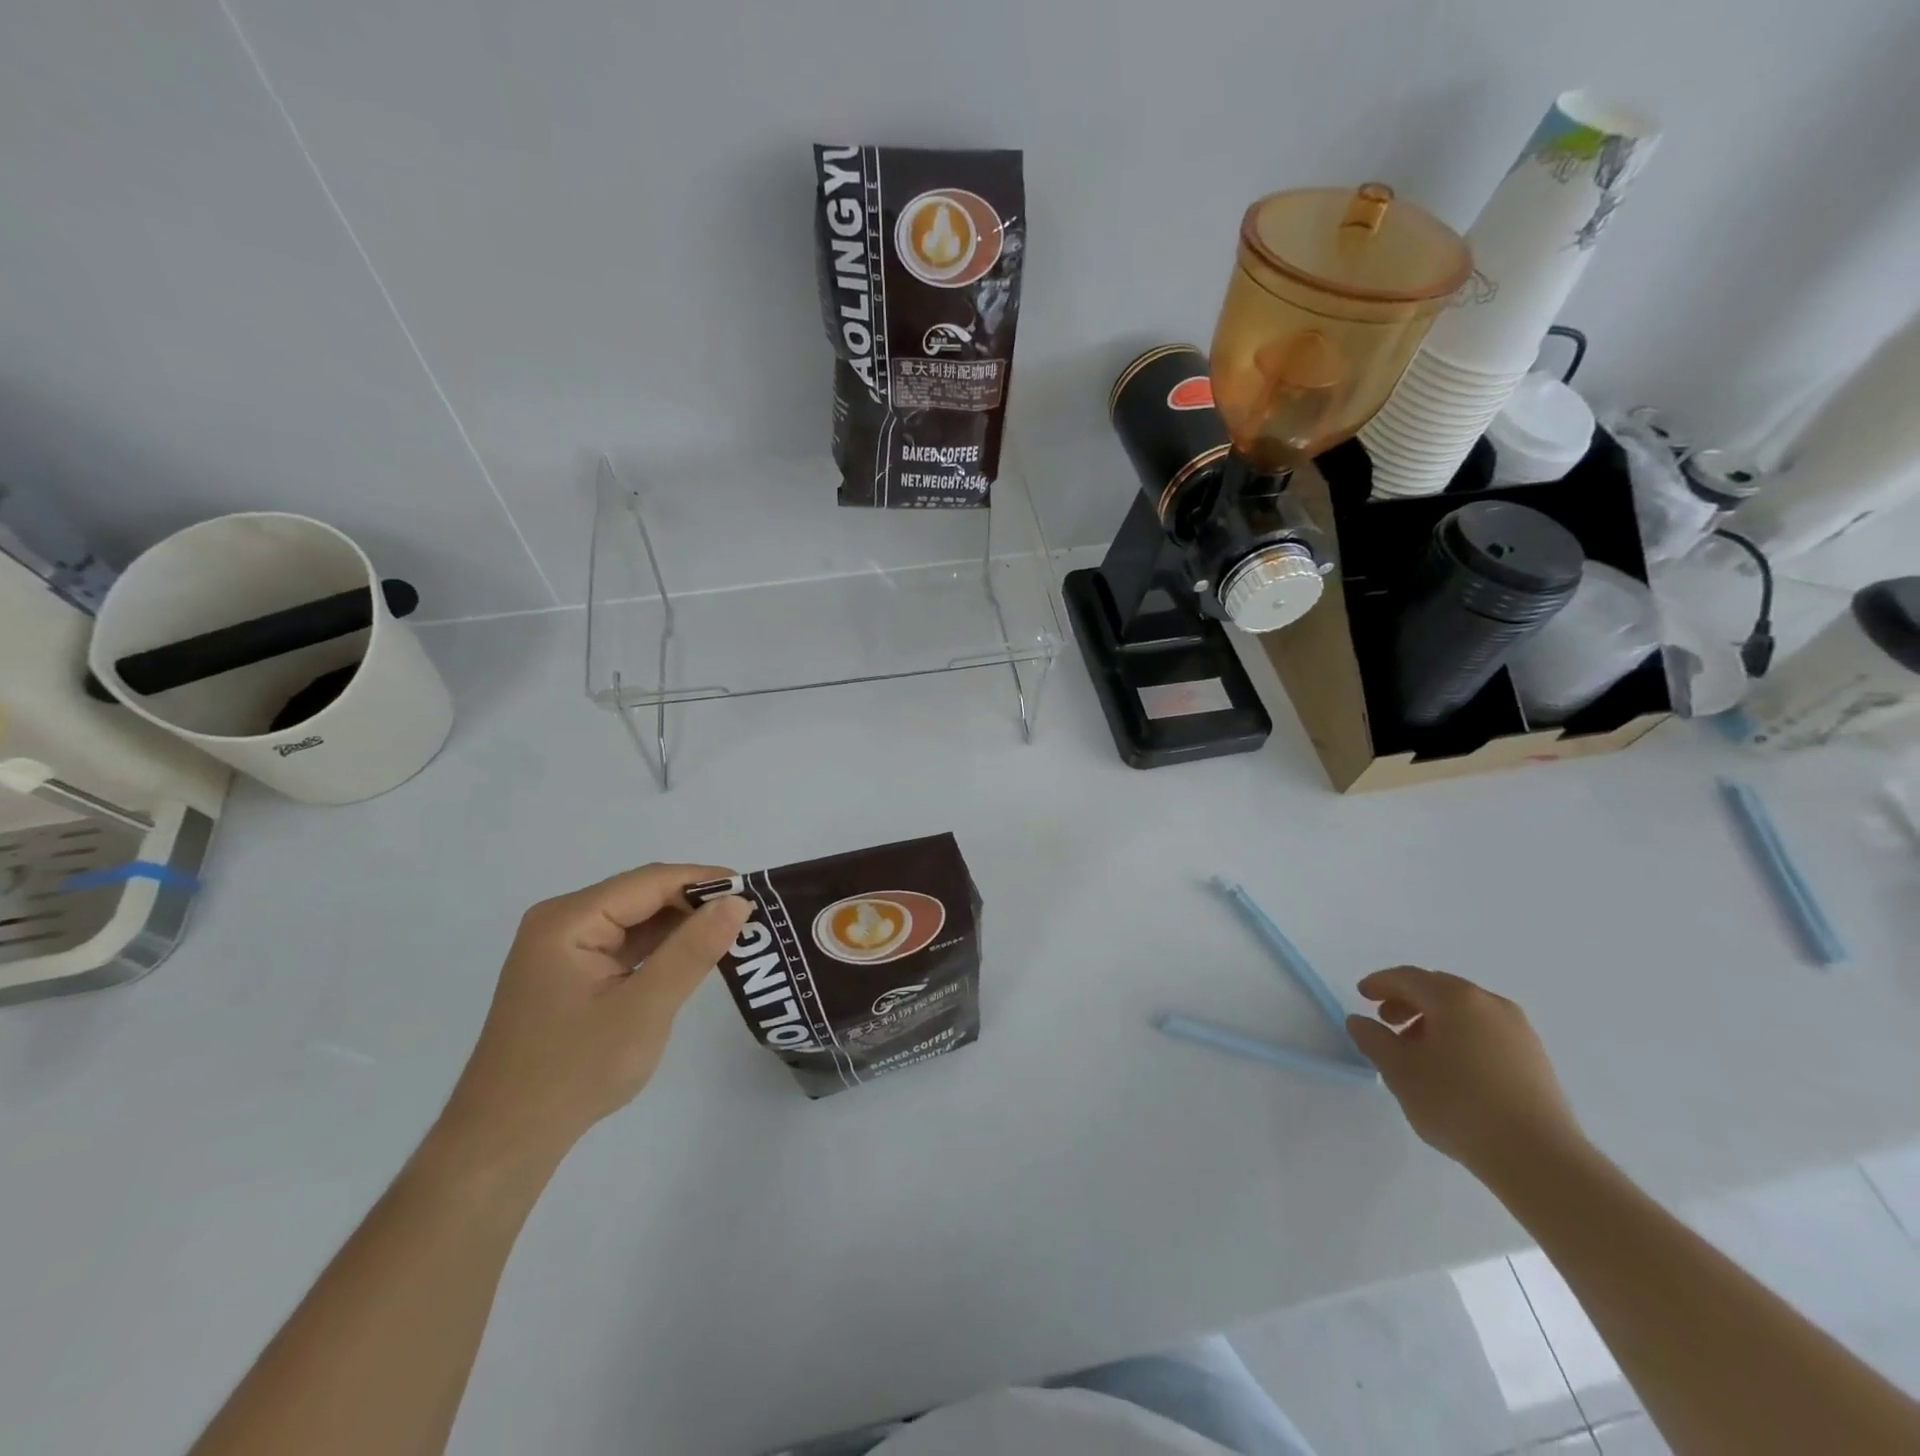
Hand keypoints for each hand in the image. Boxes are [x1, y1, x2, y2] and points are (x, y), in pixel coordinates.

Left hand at [437, 864, 751, 1168]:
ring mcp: (564, 948)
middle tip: (750, 918)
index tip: (755, 892)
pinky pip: (626, 945)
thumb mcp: (644, 1009)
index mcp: (569, 919)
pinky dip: (661, 949)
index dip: (704, 880)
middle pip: (642, 896)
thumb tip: (737, 901)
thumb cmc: (574, 1071)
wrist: (505, 1141)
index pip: (650, 881)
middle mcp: (562, 922)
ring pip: (637, 920)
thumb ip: (692, 951)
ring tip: (732, 935)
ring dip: (682, 926)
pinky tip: (694, 958)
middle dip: (696, 903)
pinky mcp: (571, 973)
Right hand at [1347, 966, 1585, 1181]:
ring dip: (1435, 1020)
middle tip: (1387, 1022)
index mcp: (1455, 998)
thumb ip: (1373, 1040)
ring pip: (1465, 1011)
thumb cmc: (1459, 1105)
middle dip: (1408, 1001)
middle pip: (1438, 989)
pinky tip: (1453, 1068)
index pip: (1408, 978)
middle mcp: (1489, 1003)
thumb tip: (1359, 1021)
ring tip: (1418, 1051)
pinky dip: (1461, 1035)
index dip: (1381, 983)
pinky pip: (1486, 1031)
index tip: (1362, 996)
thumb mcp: (1400, 1071)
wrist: (1540, 1158)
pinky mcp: (1535, 1057)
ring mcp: (1518, 1030)